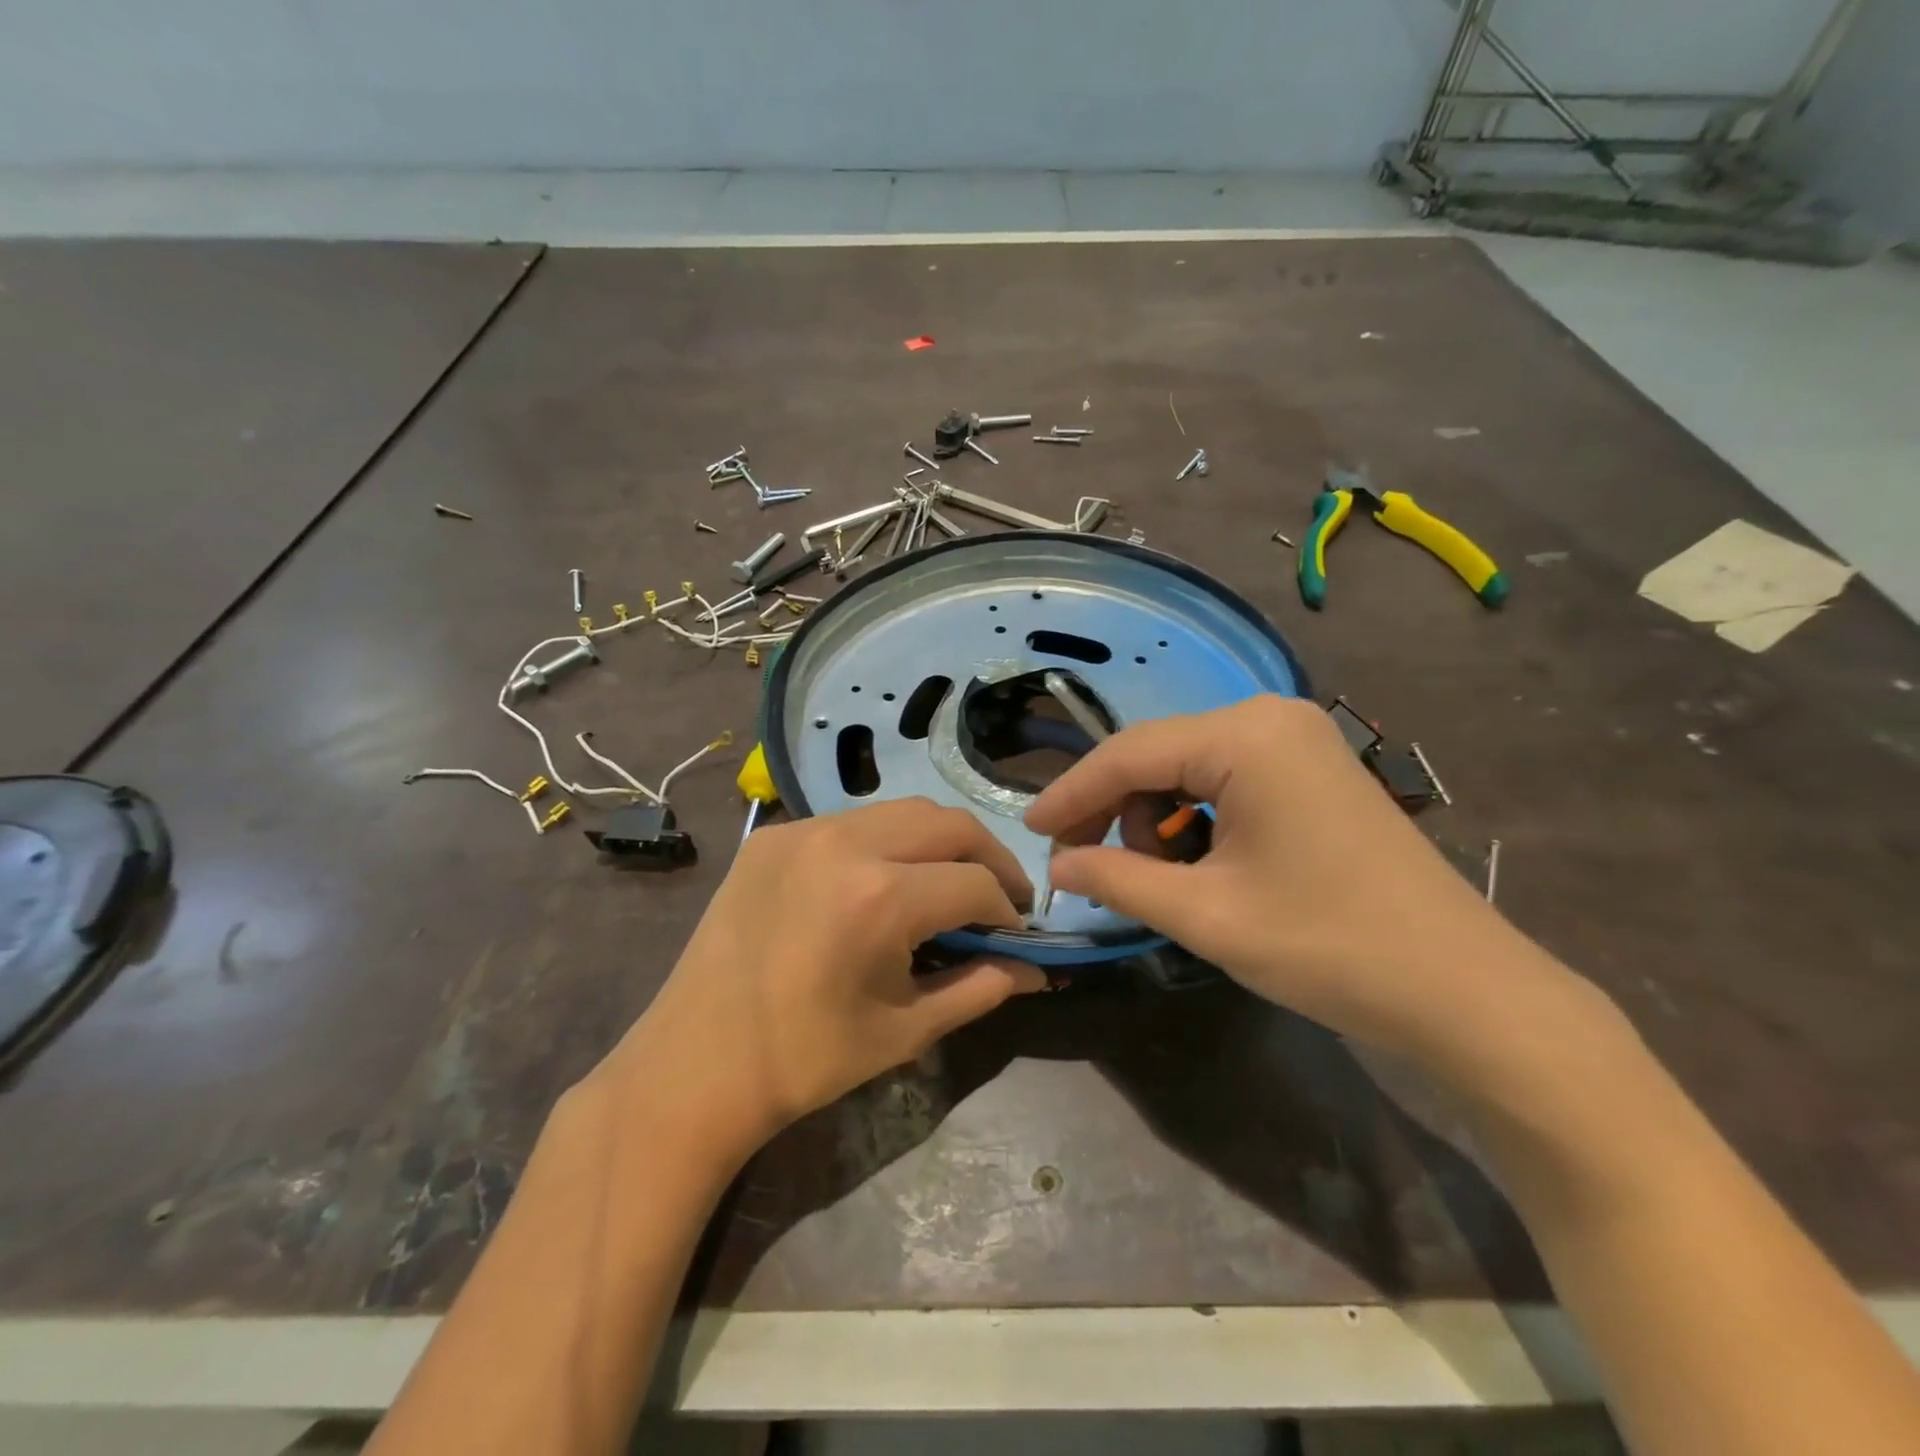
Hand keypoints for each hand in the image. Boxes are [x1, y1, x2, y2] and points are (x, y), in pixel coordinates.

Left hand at [594, 798, 1045, 1162]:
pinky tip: (886, 877)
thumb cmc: (806, 1060)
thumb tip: (1034, 971)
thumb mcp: (905, 1030)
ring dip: (940, 840)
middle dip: (989, 857)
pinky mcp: (773, 834)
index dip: (1007, 910)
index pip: (976, 883)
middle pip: (949, 824)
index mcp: (880, 898)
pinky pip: (852, 821)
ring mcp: (803, 830)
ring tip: (950, 878)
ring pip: (902, 810)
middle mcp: (845, 843)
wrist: (696, 1064)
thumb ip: (980, 989)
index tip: (1015, 934)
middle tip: (1001, 895)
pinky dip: (887, 840)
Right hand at [1025, 695, 1582, 1071]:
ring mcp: (1297, 739)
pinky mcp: (1313, 768)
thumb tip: (1057, 863)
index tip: (1028, 831)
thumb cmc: (1328, 947)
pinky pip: (1226, 778)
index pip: (1128, 754)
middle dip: (1114, 810)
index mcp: (1244, 737)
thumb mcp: (1205, 915)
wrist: (1465, 991)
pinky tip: (1201, 862)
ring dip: (1156, 818)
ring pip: (1189, 767)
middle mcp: (1269, 717)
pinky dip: (1196, 818)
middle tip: (1088, 867)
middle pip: (1157, 755)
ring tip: (1160, 877)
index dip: (1070, 794)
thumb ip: (1117, 879)